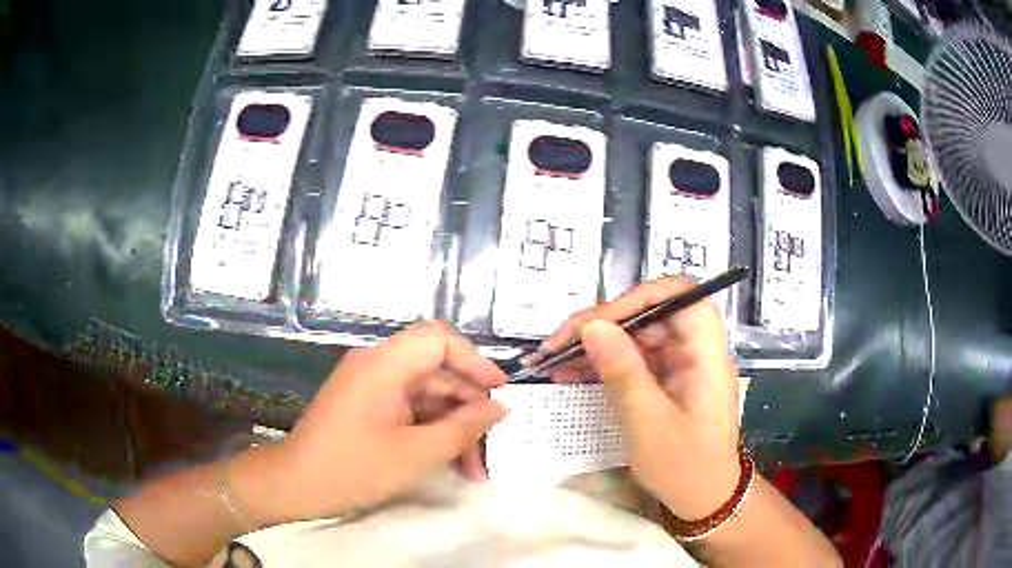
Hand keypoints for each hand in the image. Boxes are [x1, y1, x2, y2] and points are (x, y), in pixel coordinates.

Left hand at [242, 322, 507, 525]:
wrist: (295, 485)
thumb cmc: (353, 469)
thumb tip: (498, 408)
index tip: (499, 391)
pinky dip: (430, 431)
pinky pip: (408, 409)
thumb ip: (463, 429)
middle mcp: (376, 366)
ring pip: (425, 396)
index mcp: (384, 366)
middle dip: (467, 410)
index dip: (474, 360)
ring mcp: (370, 387)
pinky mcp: (366, 406)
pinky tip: (447, 462)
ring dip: (451, 428)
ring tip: (472, 470)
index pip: (438, 339)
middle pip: (436, 372)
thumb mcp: (416, 455)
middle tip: (489, 449)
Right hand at [533, 277, 740, 520]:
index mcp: (706, 353)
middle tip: (558, 345)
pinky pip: (634, 357)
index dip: (634, 299)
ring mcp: (682, 361)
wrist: (704, 498)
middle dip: (602, 324)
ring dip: (596, 344)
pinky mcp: (669, 376)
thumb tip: (591, 326)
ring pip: (637, 334)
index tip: (593, 324)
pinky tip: (572, 372)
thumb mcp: (649, 425)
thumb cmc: (684, 467)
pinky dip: (603, 362)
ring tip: (555, 360)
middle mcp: (697, 348)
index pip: (677, 296)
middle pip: (650, 313)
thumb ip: (622, 373)